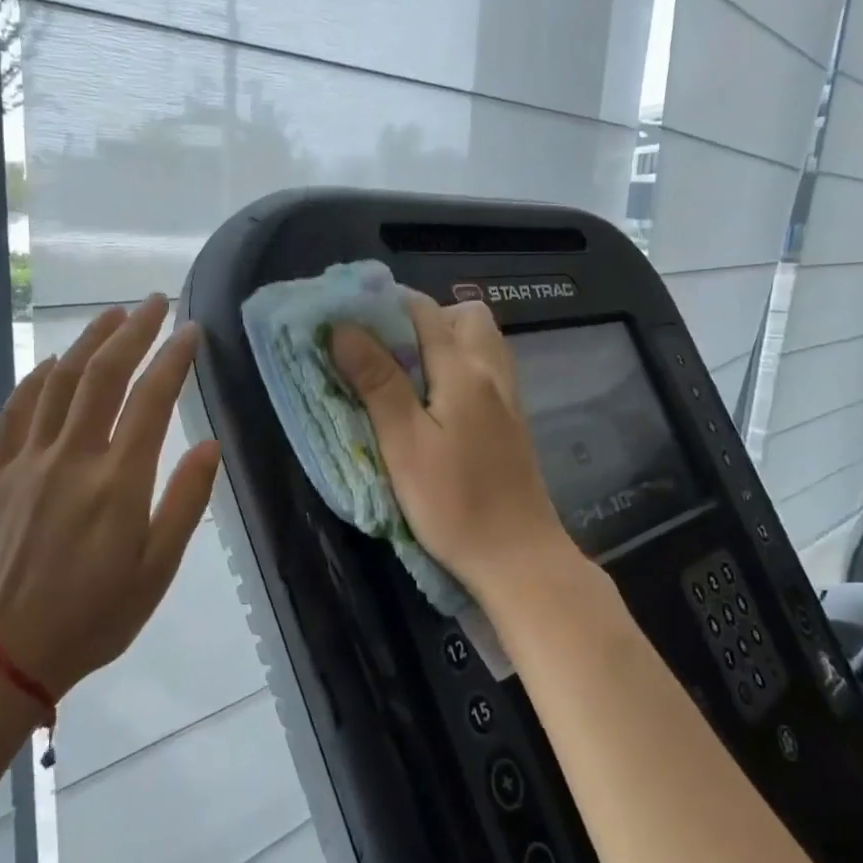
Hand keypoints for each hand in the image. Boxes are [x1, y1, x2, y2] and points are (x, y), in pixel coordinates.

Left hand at [0, 295, 220, 696]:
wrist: (6, 652)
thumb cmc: (96, 617)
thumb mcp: (157, 570)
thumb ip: (185, 502)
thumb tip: (209, 444)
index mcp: (118, 483)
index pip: (151, 400)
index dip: (173, 358)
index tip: (191, 330)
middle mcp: (71, 458)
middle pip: (102, 375)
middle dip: (132, 330)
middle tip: (155, 301)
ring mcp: (28, 462)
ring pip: (59, 382)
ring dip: (87, 341)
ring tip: (112, 315)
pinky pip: (17, 410)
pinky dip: (38, 377)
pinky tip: (54, 363)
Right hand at [330, 294, 576, 599]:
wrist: (517, 556)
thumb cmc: (453, 504)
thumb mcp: (404, 444)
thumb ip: (377, 382)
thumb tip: (344, 327)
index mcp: (464, 370)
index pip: (422, 310)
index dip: (382, 305)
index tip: (347, 319)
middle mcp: (492, 372)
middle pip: (462, 315)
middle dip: (420, 319)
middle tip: (384, 352)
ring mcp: (507, 397)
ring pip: (479, 342)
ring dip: (442, 342)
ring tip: (406, 375)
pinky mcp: (511, 422)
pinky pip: (486, 370)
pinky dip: (459, 367)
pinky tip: (436, 403)